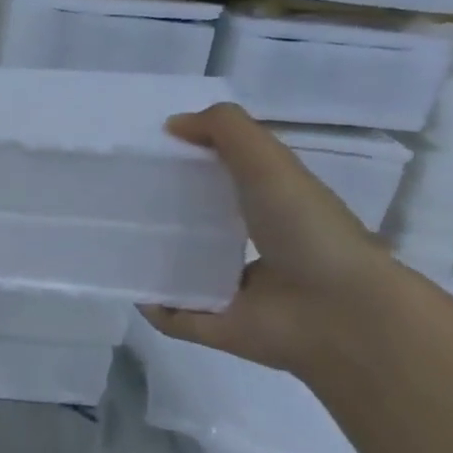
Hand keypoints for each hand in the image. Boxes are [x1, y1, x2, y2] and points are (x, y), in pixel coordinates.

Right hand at [140, 103, 404, 374]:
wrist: (340, 313)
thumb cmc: (307, 229)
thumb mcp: (269, 161)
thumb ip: (225, 130)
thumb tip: (172, 125)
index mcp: (273, 210)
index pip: (227, 183)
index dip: (192, 166)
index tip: (150, 156)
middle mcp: (256, 250)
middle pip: (200, 228)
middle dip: (164, 216)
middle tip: (120, 198)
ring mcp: (236, 293)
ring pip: (184, 274)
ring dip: (152, 262)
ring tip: (113, 240)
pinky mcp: (217, 327)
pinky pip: (172, 316)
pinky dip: (151, 306)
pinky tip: (127, 284)